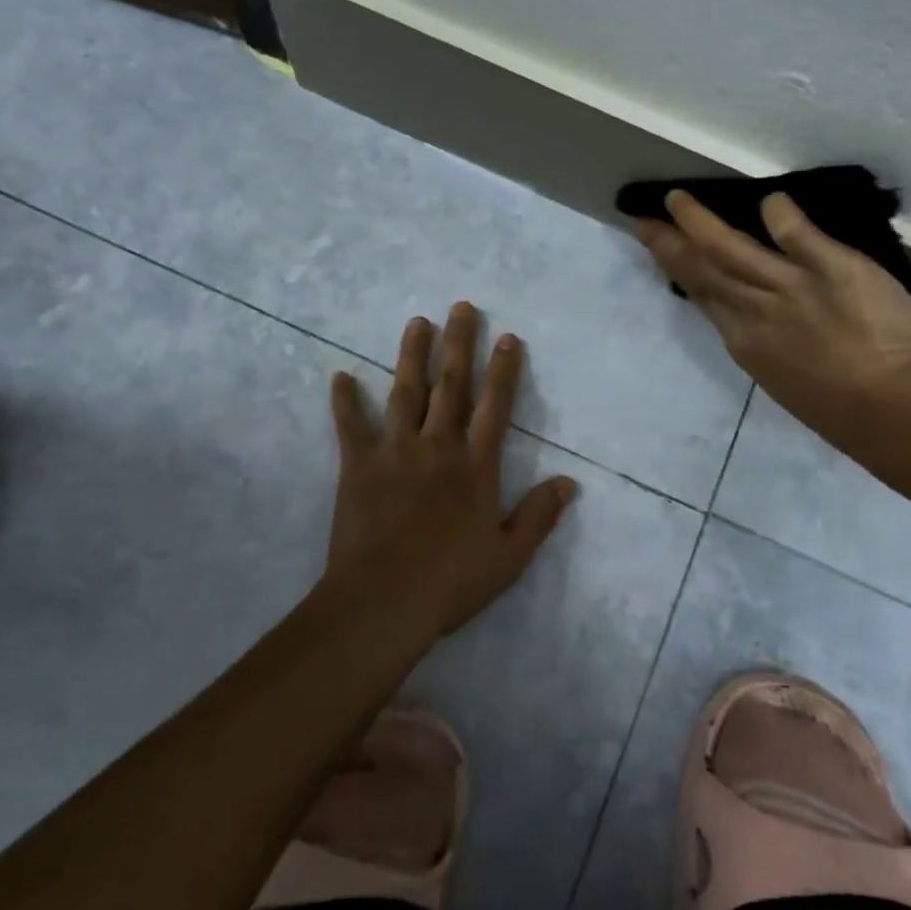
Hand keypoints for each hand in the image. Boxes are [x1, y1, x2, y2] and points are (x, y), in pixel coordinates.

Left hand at [320, 303, 578, 642]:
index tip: (508, 337)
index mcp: (475, 466)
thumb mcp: (509, 556)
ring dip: (411, 355)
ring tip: (416, 322)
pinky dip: (344, 402)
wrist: (383, 602)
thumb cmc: (450, 581)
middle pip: (450, 386)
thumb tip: (570, 482)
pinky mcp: (358, 466)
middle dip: (458, 344)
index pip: (495, 406)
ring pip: (405, 393)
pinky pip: (350, 427)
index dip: (504, 370)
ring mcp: (394, 452)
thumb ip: (539, 515)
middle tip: (461, 307)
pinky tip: (340, 376)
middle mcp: (437, 447)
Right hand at [634, 190, 910, 438]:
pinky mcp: (832, 268)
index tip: (661, 249)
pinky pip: (798, 235)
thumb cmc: (843, 411)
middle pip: (703, 270)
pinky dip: (780, 215)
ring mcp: (790, 286)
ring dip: (701, 222)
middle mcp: (755, 311)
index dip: (677, 270)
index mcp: (745, 343)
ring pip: (732, 249)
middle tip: (645, 219)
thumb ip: (767, 342)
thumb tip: (755, 315)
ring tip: (678, 199)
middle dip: (670, 242)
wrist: (895, 412)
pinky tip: (769, 200)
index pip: (703, 296)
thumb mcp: (785, 379)